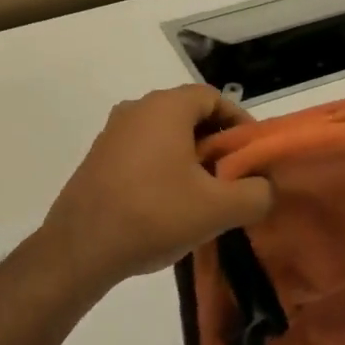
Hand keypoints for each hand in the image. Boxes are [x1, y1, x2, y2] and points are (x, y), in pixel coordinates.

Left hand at [38, 85, 274, 296]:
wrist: (81, 247)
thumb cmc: (154, 215)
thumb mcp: (218, 209)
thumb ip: (256, 193)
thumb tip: (263, 187)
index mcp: (165, 107)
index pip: (214, 97)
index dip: (239, 123)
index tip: (252, 155)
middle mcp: (136, 109)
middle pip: (188, 115)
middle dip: (215, 143)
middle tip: (233, 178)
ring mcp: (112, 133)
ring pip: (164, 135)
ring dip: (189, 158)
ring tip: (204, 195)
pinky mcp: (98, 158)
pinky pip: (142, 152)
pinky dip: (163, 168)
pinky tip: (169, 204)